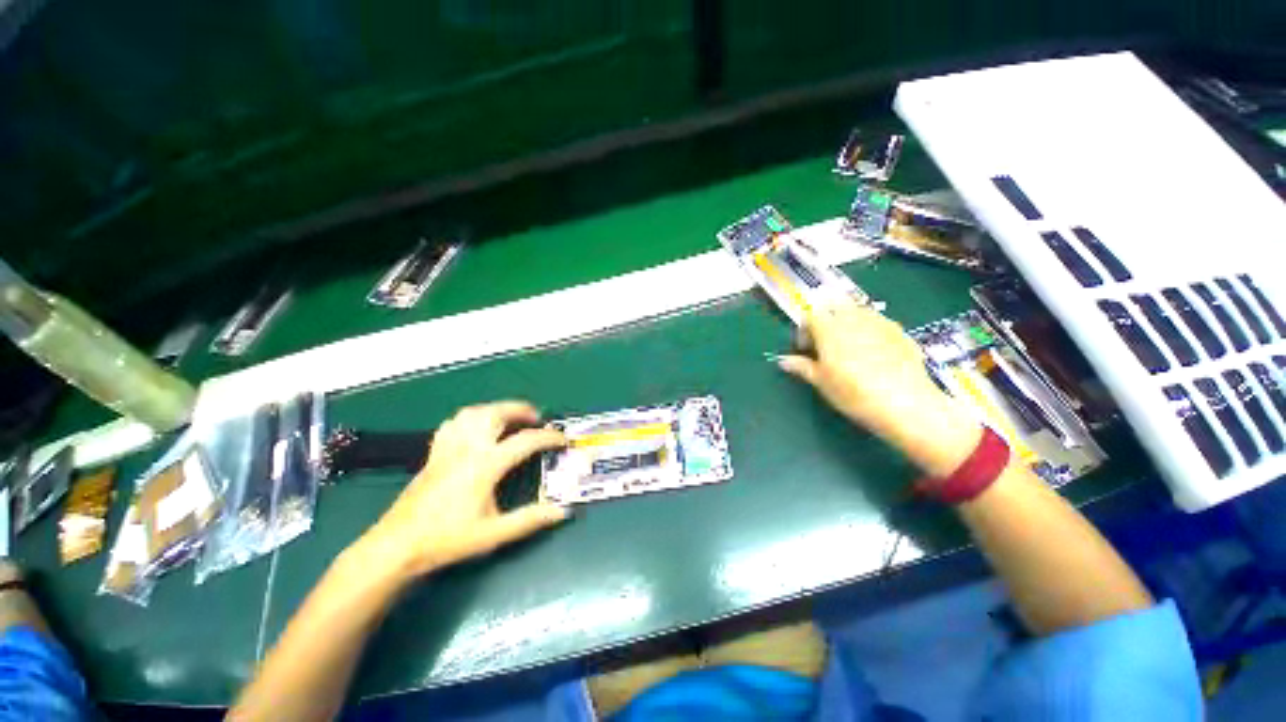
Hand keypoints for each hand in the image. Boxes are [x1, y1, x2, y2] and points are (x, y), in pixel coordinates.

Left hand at [359, 401, 569, 577]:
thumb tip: (562, 512)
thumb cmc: (447, 539)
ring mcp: (449, 447)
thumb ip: (530, 520)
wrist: (397, 546)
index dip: (549, 438)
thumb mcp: (494, 534)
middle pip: (497, 413)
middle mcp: (468, 448)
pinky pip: (454, 423)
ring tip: (510, 418)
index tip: (563, 440)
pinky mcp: (434, 453)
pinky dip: (471, 417)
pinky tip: (476, 428)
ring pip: (474, 412)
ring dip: (496, 409)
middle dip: (521, 409)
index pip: (526, 440)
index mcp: (486, 464)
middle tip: (536, 418)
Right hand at [778, 300, 981, 475]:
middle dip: (826, 322)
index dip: (804, 332)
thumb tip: (782, 360)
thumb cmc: (854, 393)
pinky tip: (876, 355)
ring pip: (857, 312)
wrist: (906, 404)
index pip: (810, 316)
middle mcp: (853, 318)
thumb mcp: (822, 382)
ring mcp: (880, 322)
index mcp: (829, 328)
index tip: (805, 350)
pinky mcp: (901, 331)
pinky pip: (878, 323)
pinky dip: (870, 331)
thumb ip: (801, 367)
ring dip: (848, 324)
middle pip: (834, 308)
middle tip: (827, 347)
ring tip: (851, 349)